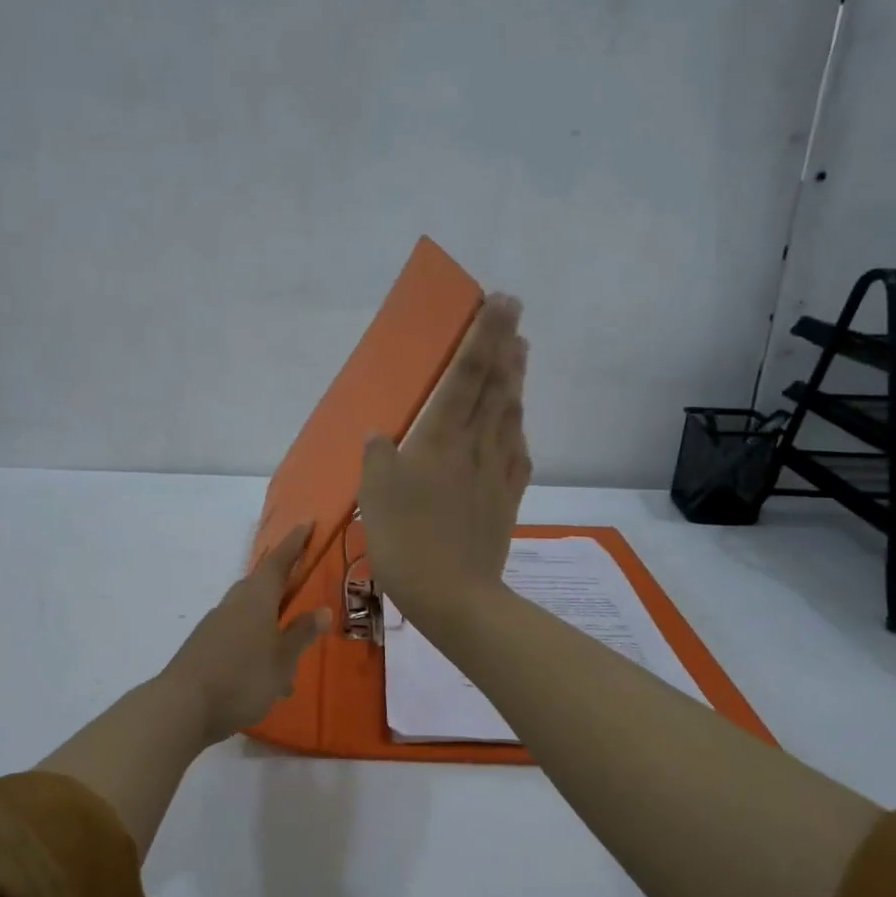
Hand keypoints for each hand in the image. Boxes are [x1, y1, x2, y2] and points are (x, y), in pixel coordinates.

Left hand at [162, 522, 331, 743]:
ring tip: (289, 655)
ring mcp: (215, 624)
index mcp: (256, 598)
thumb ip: (301, 634)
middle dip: (281, 582)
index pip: (279, 562)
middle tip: (300, 584)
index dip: (294, 543)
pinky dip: (254, 645)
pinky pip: (237, 634)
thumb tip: (322, 609)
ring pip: (249, 613)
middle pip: (260, 584)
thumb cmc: (242, 678)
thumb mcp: (282, 660)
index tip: (307, 523)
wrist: (182, 706)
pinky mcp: (204, 645)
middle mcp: (234, 603)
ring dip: (269, 623)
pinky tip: (263, 676)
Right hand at [359, 294, 529, 630]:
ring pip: (511, 413)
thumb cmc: (405, 539)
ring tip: (521, 352)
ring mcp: (497, 470)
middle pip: (496, 385)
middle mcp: (476, 445)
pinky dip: (518, 425)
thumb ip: (378, 455)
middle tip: (514, 312)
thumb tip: (381, 433)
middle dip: (506, 344)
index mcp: (441, 438)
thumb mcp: (374, 494)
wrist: (454, 594)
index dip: (484, 336)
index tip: (501, 302)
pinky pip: (517, 449)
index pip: (466, 375)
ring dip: (516, 378)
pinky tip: (517, 422)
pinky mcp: (507, 496)